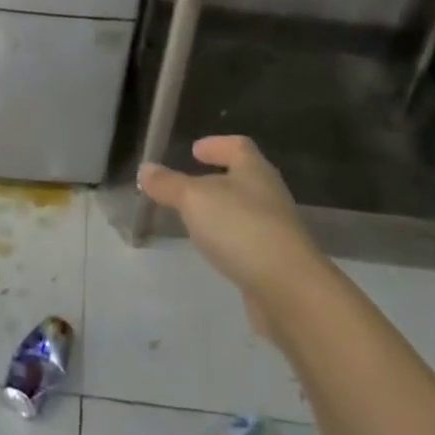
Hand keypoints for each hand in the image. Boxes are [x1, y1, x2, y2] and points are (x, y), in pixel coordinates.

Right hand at [138, 135, 329, 337]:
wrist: (289, 290)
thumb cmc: (241, 228)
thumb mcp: (194, 199)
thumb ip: (168, 184)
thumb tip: (145, 169)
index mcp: (254, 171)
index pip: (238, 146)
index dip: (216, 144)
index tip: (194, 150)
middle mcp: (269, 195)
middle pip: (243, 178)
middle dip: (217, 178)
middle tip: (188, 185)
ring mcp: (276, 230)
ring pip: (245, 210)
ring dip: (222, 211)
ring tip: (195, 219)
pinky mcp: (276, 262)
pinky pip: (248, 241)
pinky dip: (229, 239)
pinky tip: (214, 250)